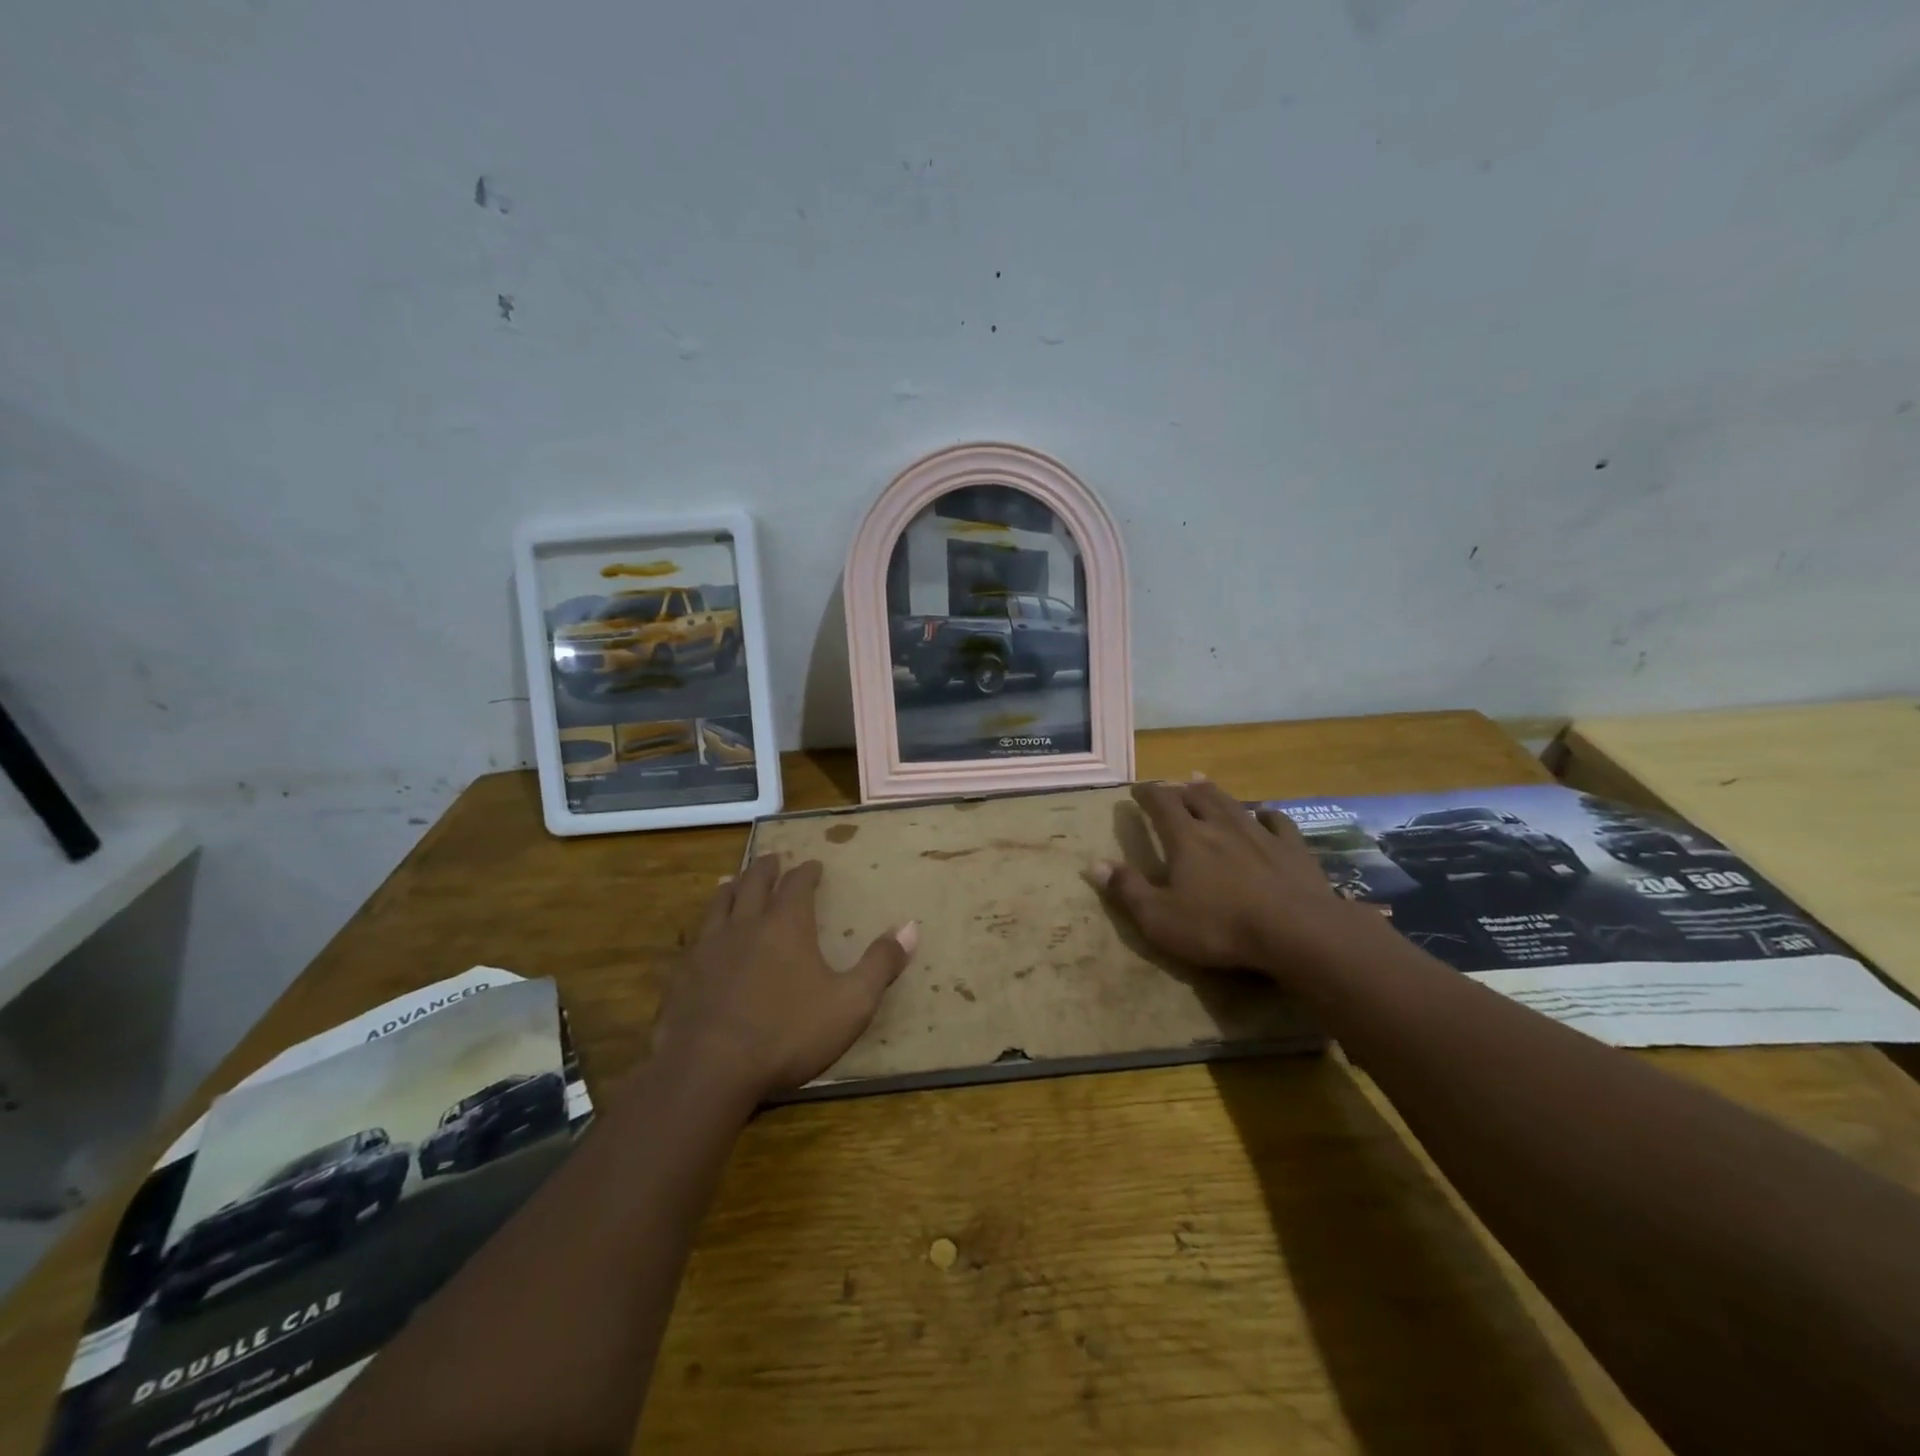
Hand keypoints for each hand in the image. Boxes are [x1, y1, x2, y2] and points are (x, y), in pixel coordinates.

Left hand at [648, 855, 917, 1102]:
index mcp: (787, 924)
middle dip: (767, 868)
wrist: (708, 1070)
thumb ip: (880, 964)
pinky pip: (693, 937)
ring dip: (731, 886)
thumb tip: (910, 927)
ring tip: (734, 880)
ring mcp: (709, 947)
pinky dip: (703, 925)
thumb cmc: (788, 1033)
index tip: (814, 865)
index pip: (798, 884)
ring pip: (719, 903)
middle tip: (774, 859)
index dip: (808, 872)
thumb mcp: (851, 1003)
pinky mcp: (682, 973)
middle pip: (755, 882)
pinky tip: (702, 935)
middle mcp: (746, 924)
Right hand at [1093, 778, 1368, 979]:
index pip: (1161, 804)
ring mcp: (1260, 835)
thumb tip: (1094, 864)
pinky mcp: (1293, 850)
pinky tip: (1266, 814)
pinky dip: (1267, 815)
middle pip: (1198, 796)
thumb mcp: (1160, 918)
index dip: (1147, 793)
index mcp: (1186, 839)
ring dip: (1216, 793)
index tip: (1137, 789)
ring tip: (1204, 783)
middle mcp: (1220, 826)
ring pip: (1233, 803)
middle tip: (1174, 784)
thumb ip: (1127, 889)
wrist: (1297, 932)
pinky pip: (1278, 822)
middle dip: (1182, 788)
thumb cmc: (1220, 927)